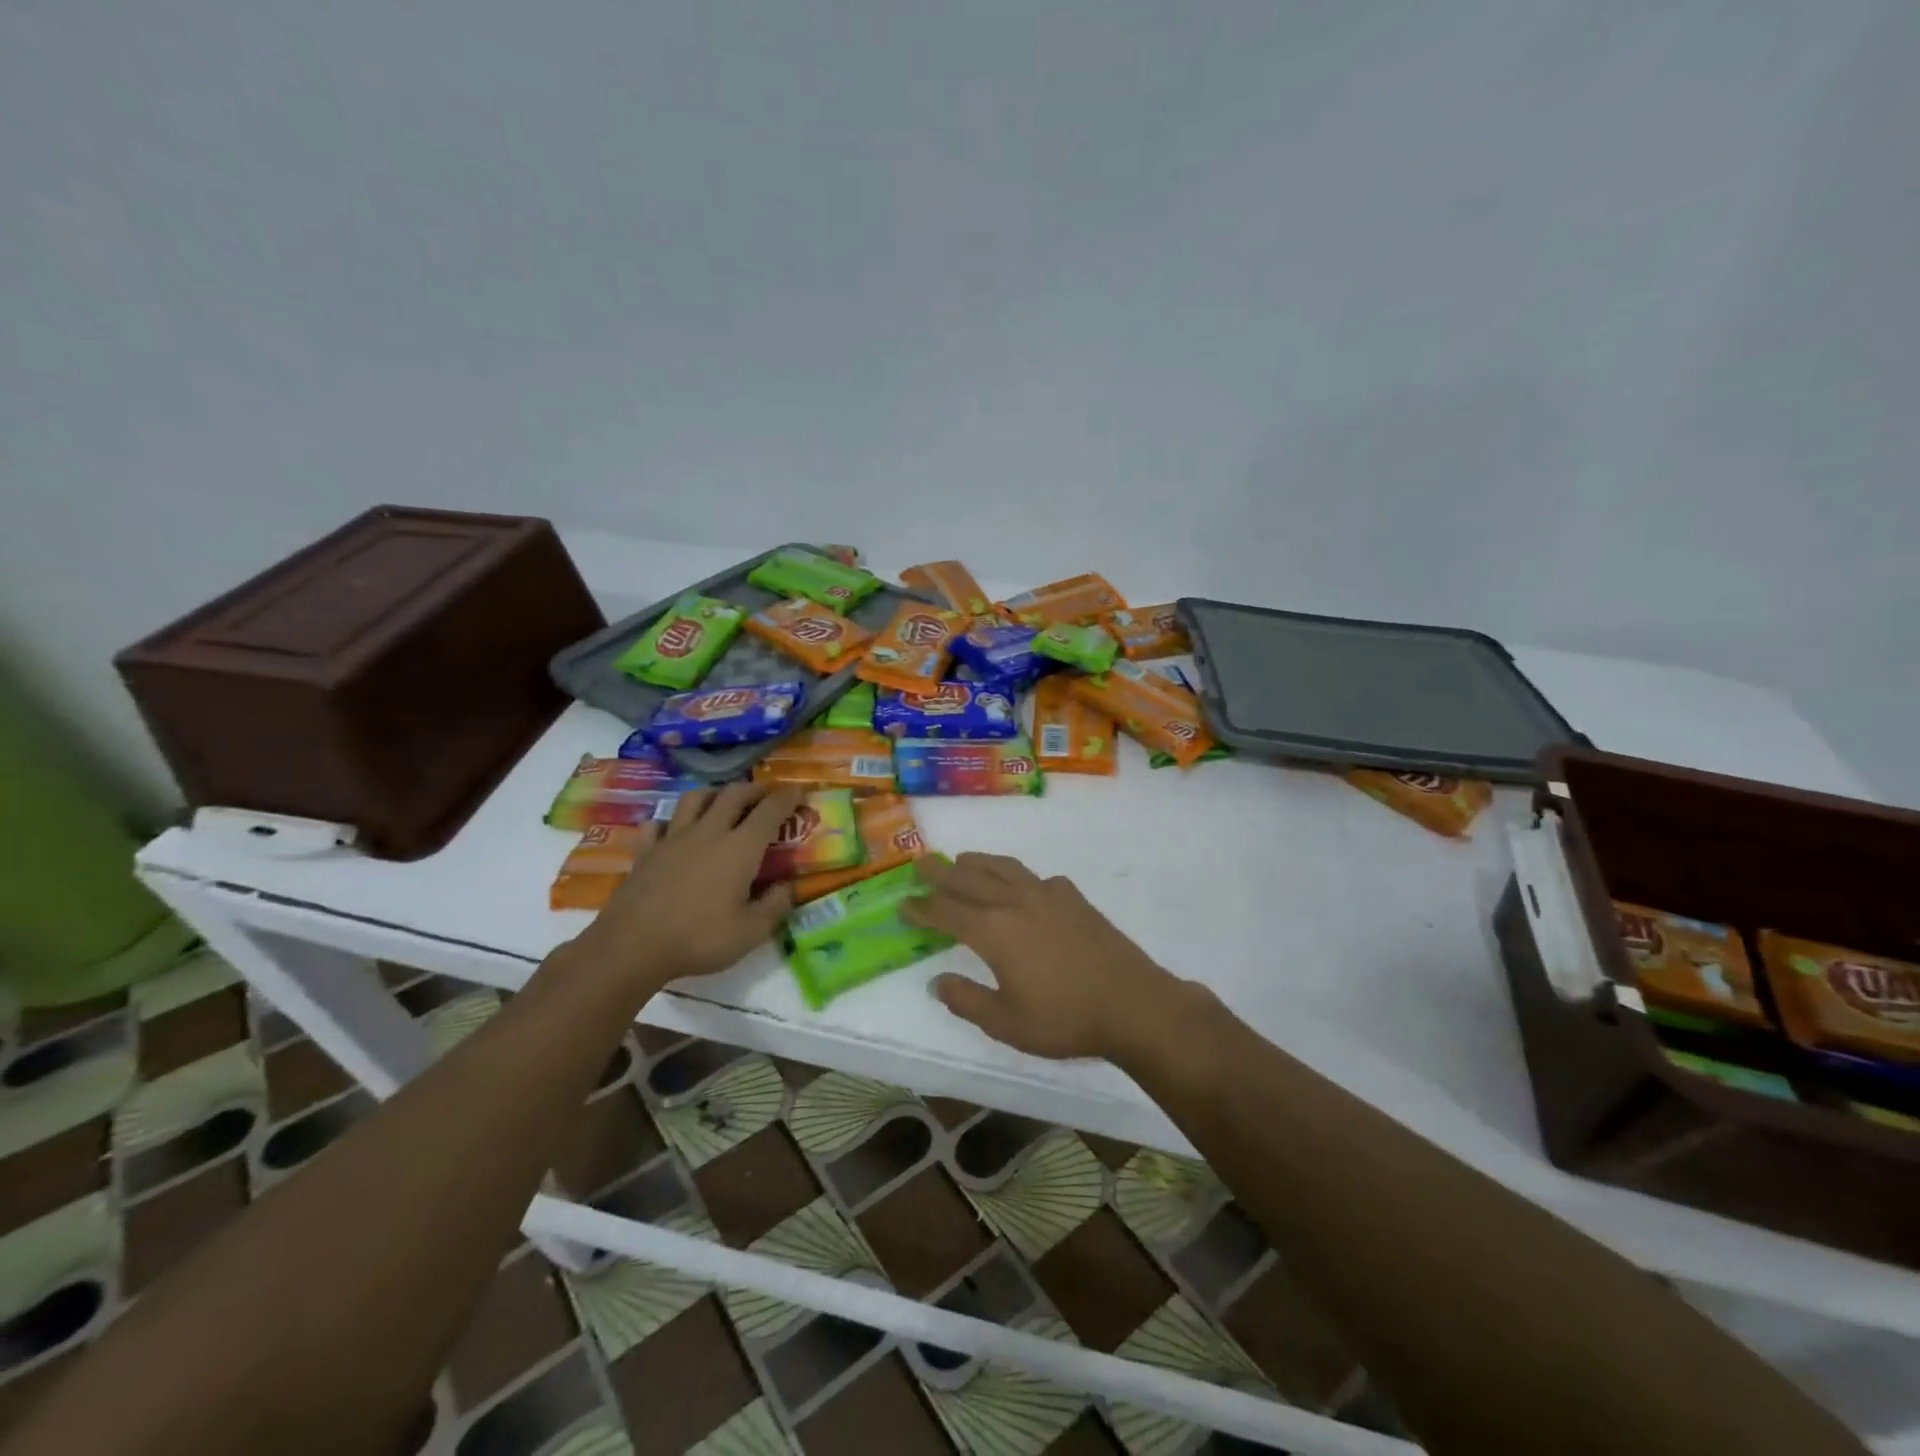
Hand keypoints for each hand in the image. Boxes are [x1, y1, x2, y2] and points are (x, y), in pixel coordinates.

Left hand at [574, 784, 804, 991]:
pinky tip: (673, 830)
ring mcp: (673, 839)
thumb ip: (775, 905)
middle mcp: (708, 832)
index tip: (800, 789)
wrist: (632, 946)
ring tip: (723, 801)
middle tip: (766, 795)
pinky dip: (670, 821)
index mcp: (740, 847)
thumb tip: (790, 886)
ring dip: (714, 793)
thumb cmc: (699, 938)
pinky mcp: (645, 851)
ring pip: (695, 799)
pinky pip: (658, 824)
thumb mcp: (751, 931)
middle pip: (733, 794)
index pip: (770, 810)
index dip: (788, 797)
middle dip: (754, 789)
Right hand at [902, 853, 1180, 1060]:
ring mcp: (1048, 896)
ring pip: (1004, 868)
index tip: (903, 903)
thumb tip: (937, 982)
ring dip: (978, 862)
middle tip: (921, 863)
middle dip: (942, 872)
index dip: (922, 908)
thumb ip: (967, 1001)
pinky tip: (1023, 886)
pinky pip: (1037, 877)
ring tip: (962, 859)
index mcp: (994, 931)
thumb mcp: (1006, 1023)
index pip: (947, 912)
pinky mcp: (1075, 899)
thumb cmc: (1065, 1018)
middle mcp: (1016, 903)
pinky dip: (1019, 876)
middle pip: (970, 879)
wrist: (1132, 1003)